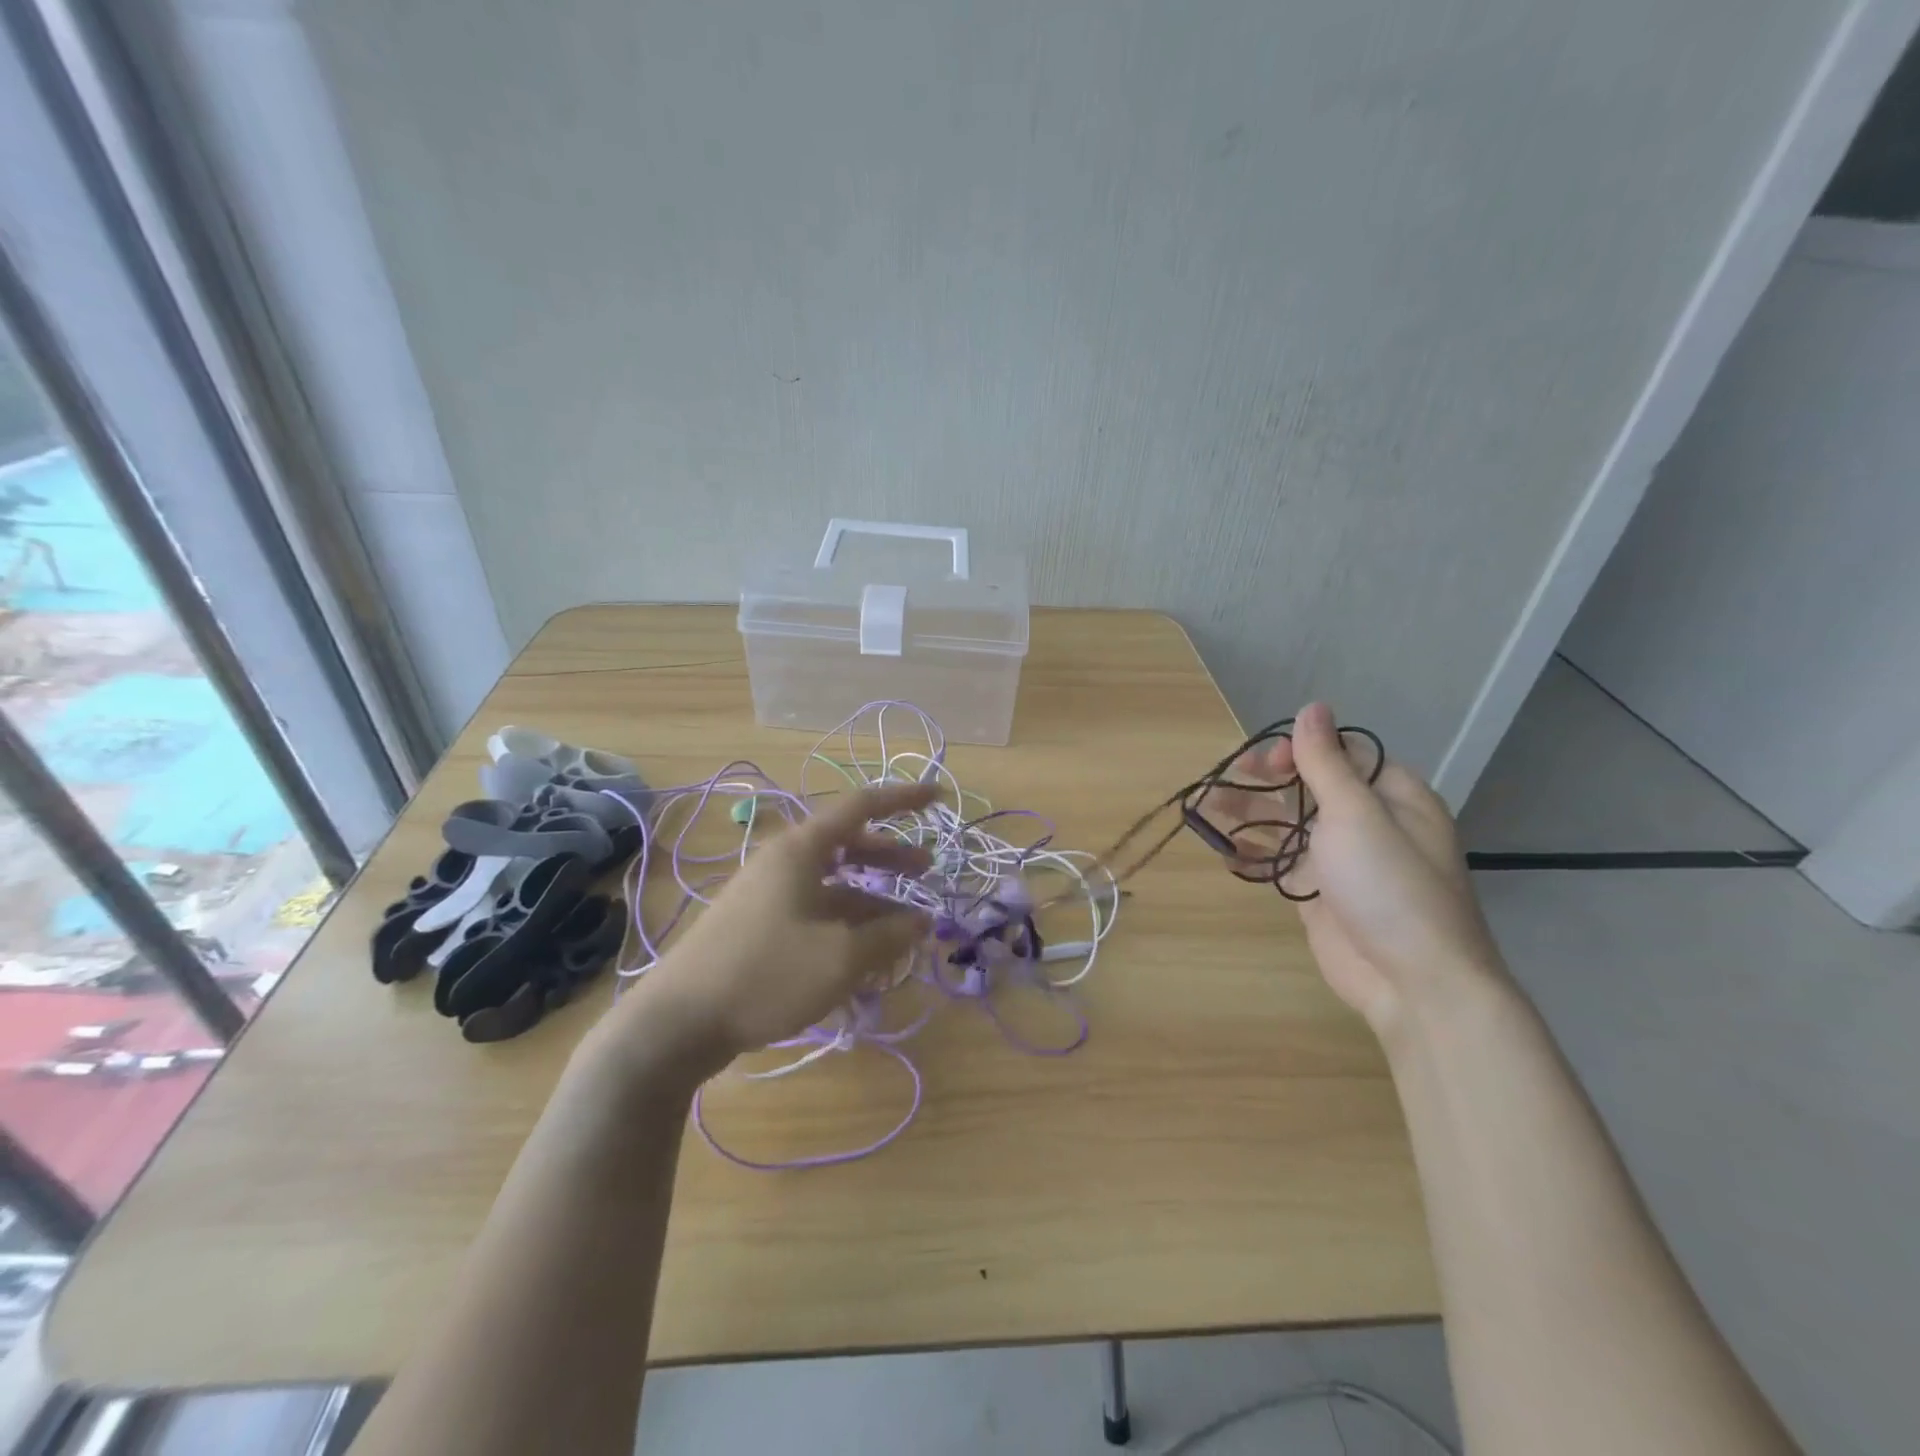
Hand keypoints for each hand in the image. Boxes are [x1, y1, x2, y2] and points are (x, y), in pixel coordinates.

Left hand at [608, 781, 936, 1083]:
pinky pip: (814, 910)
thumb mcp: (841, 957)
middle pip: (848, 845)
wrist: (679, 1022)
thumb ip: (889, 935)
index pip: (862, 806)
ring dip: (871, 898)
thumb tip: (923, 921)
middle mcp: (784, 861)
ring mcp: (768, 894)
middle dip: (891, 855)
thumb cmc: (767, 974)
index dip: (903, 798)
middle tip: (926, 870)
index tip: (938, 796)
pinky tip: (863, 955)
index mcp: (801, 850)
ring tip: (904, 925)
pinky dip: (845, 924)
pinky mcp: (758, 925)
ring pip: (833, 883)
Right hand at [1203, 702, 1505, 1034]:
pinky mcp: (1320, 894)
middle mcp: (1367, 821)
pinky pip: (1281, 862)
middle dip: (1263, 781)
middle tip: (1222, 782)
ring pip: (1288, 823)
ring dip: (1249, 814)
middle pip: (1307, 786)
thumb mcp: (1356, 813)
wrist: (1414, 982)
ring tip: (1205, 807)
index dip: (1298, 750)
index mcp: (1390, 795)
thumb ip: (1326, 762)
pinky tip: (1225, 851)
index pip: (1339, 753)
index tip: (1265, 764)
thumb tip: (1313, 706)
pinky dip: (1253, 855)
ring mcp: (1342, 860)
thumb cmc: (1389, 885)